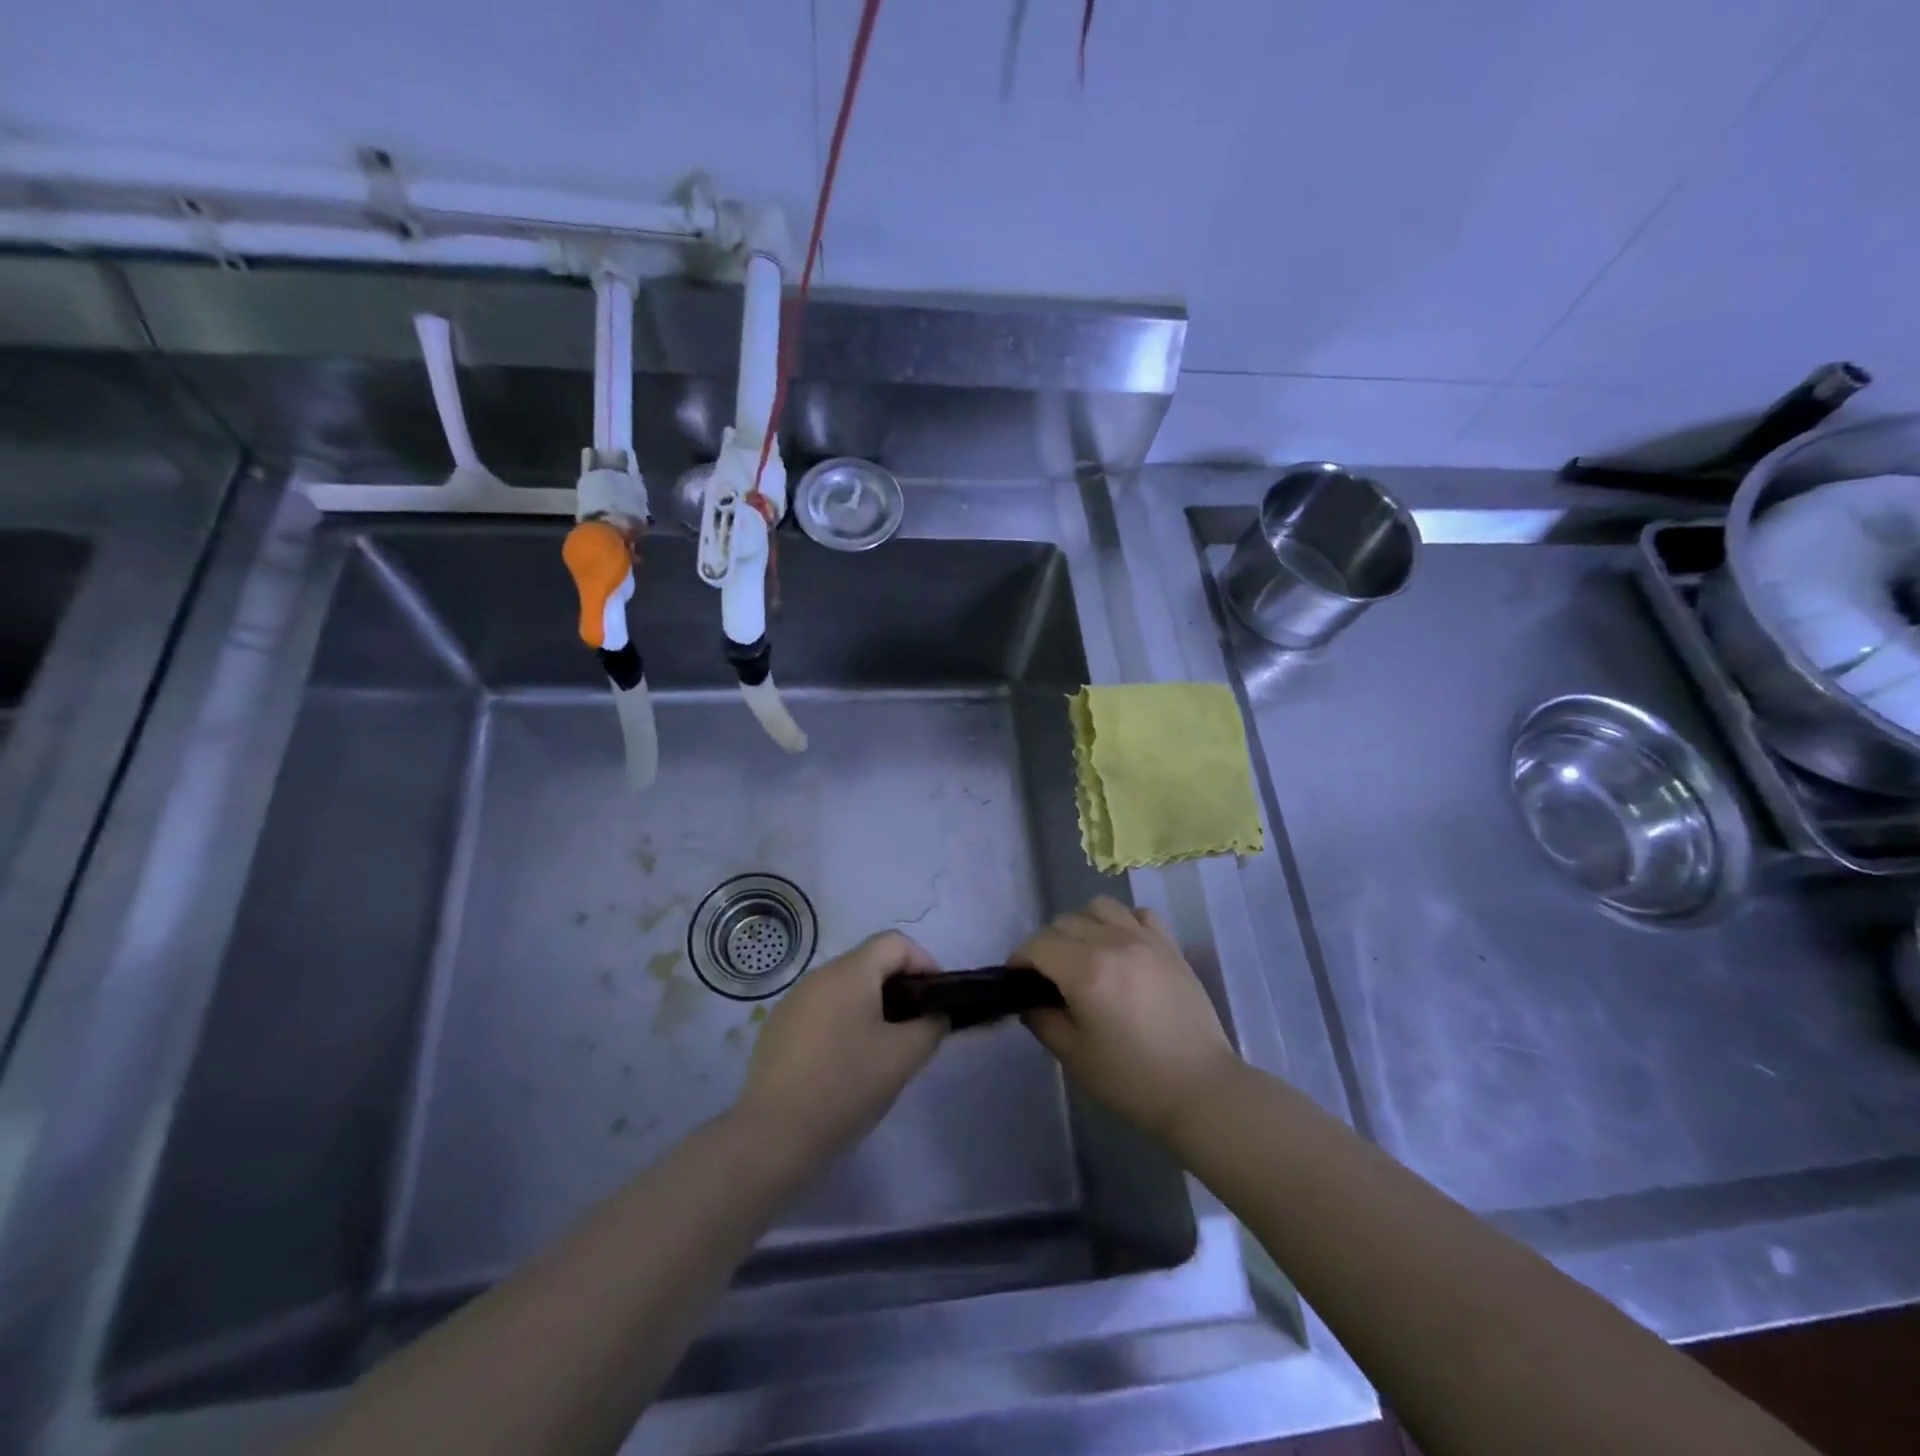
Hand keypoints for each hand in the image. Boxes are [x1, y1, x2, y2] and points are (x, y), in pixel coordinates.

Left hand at [735, 931, 945, 1161]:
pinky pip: (822, 1011)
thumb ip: (930, 1027)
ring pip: (844, 989)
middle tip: (915, 1027)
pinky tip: (845, 1064)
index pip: (895, 942)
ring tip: (884, 1049)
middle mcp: (819, 976)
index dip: (924, 962)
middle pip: (869, 963)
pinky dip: (843, 1024)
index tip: (936, 999)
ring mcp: (793, 1001)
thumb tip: (934, 1016)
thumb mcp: (903, 1057)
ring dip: (871, 1007)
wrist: (774, 1133)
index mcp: (850, 972)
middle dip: (899, 988)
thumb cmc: (846, 1085)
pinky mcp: (777, 1028)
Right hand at [1013, 897, 1241, 1144]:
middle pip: (1065, 922)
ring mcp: (1145, 940)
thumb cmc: (1132, 1079)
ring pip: (1100, 907)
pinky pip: (1140, 914)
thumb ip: (1043, 1021)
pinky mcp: (1170, 946)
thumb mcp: (1074, 1056)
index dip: (1020, 958)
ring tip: (1086, 955)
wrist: (1200, 1089)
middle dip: (1047, 945)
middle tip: (1049, 976)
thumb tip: (1030, 1001)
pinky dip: (1124, 923)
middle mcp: (1113, 943)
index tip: (1018, 979)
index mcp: (1086, 971)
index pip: (1038, 945)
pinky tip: (1123, 948)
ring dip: (1084, 925)